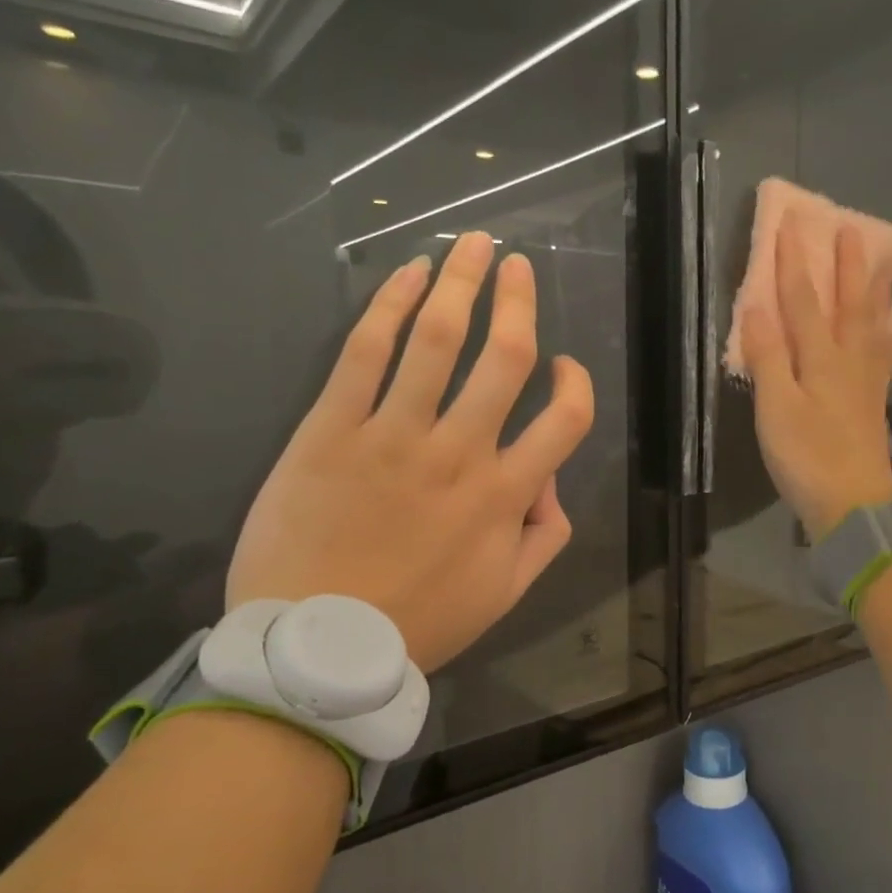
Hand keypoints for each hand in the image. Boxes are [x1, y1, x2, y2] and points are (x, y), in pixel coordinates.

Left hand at [227, 231, 594, 670]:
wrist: (315, 647)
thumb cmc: (417, 623)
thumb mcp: (504, 594)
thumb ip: (544, 535)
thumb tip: (551, 481)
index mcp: (504, 494)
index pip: (566, 419)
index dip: (576, 383)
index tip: (563, 366)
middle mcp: (459, 453)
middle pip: (504, 357)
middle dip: (518, 300)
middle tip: (519, 264)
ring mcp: (392, 436)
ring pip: (436, 340)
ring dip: (461, 282)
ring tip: (473, 244)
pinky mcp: (330, 429)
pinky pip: (364, 354)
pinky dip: (389, 306)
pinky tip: (407, 273)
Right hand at [739, 215, 891, 540]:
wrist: (854, 506)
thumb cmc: (807, 457)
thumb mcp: (776, 408)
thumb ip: (768, 356)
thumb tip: (757, 305)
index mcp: (822, 358)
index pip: (804, 300)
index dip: (793, 262)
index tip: (789, 224)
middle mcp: (850, 360)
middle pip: (850, 303)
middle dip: (846, 264)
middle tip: (851, 228)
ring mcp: (867, 381)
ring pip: (872, 323)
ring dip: (873, 289)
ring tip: (880, 264)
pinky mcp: (873, 401)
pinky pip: (883, 350)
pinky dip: (884, 328)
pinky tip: (885, 326)